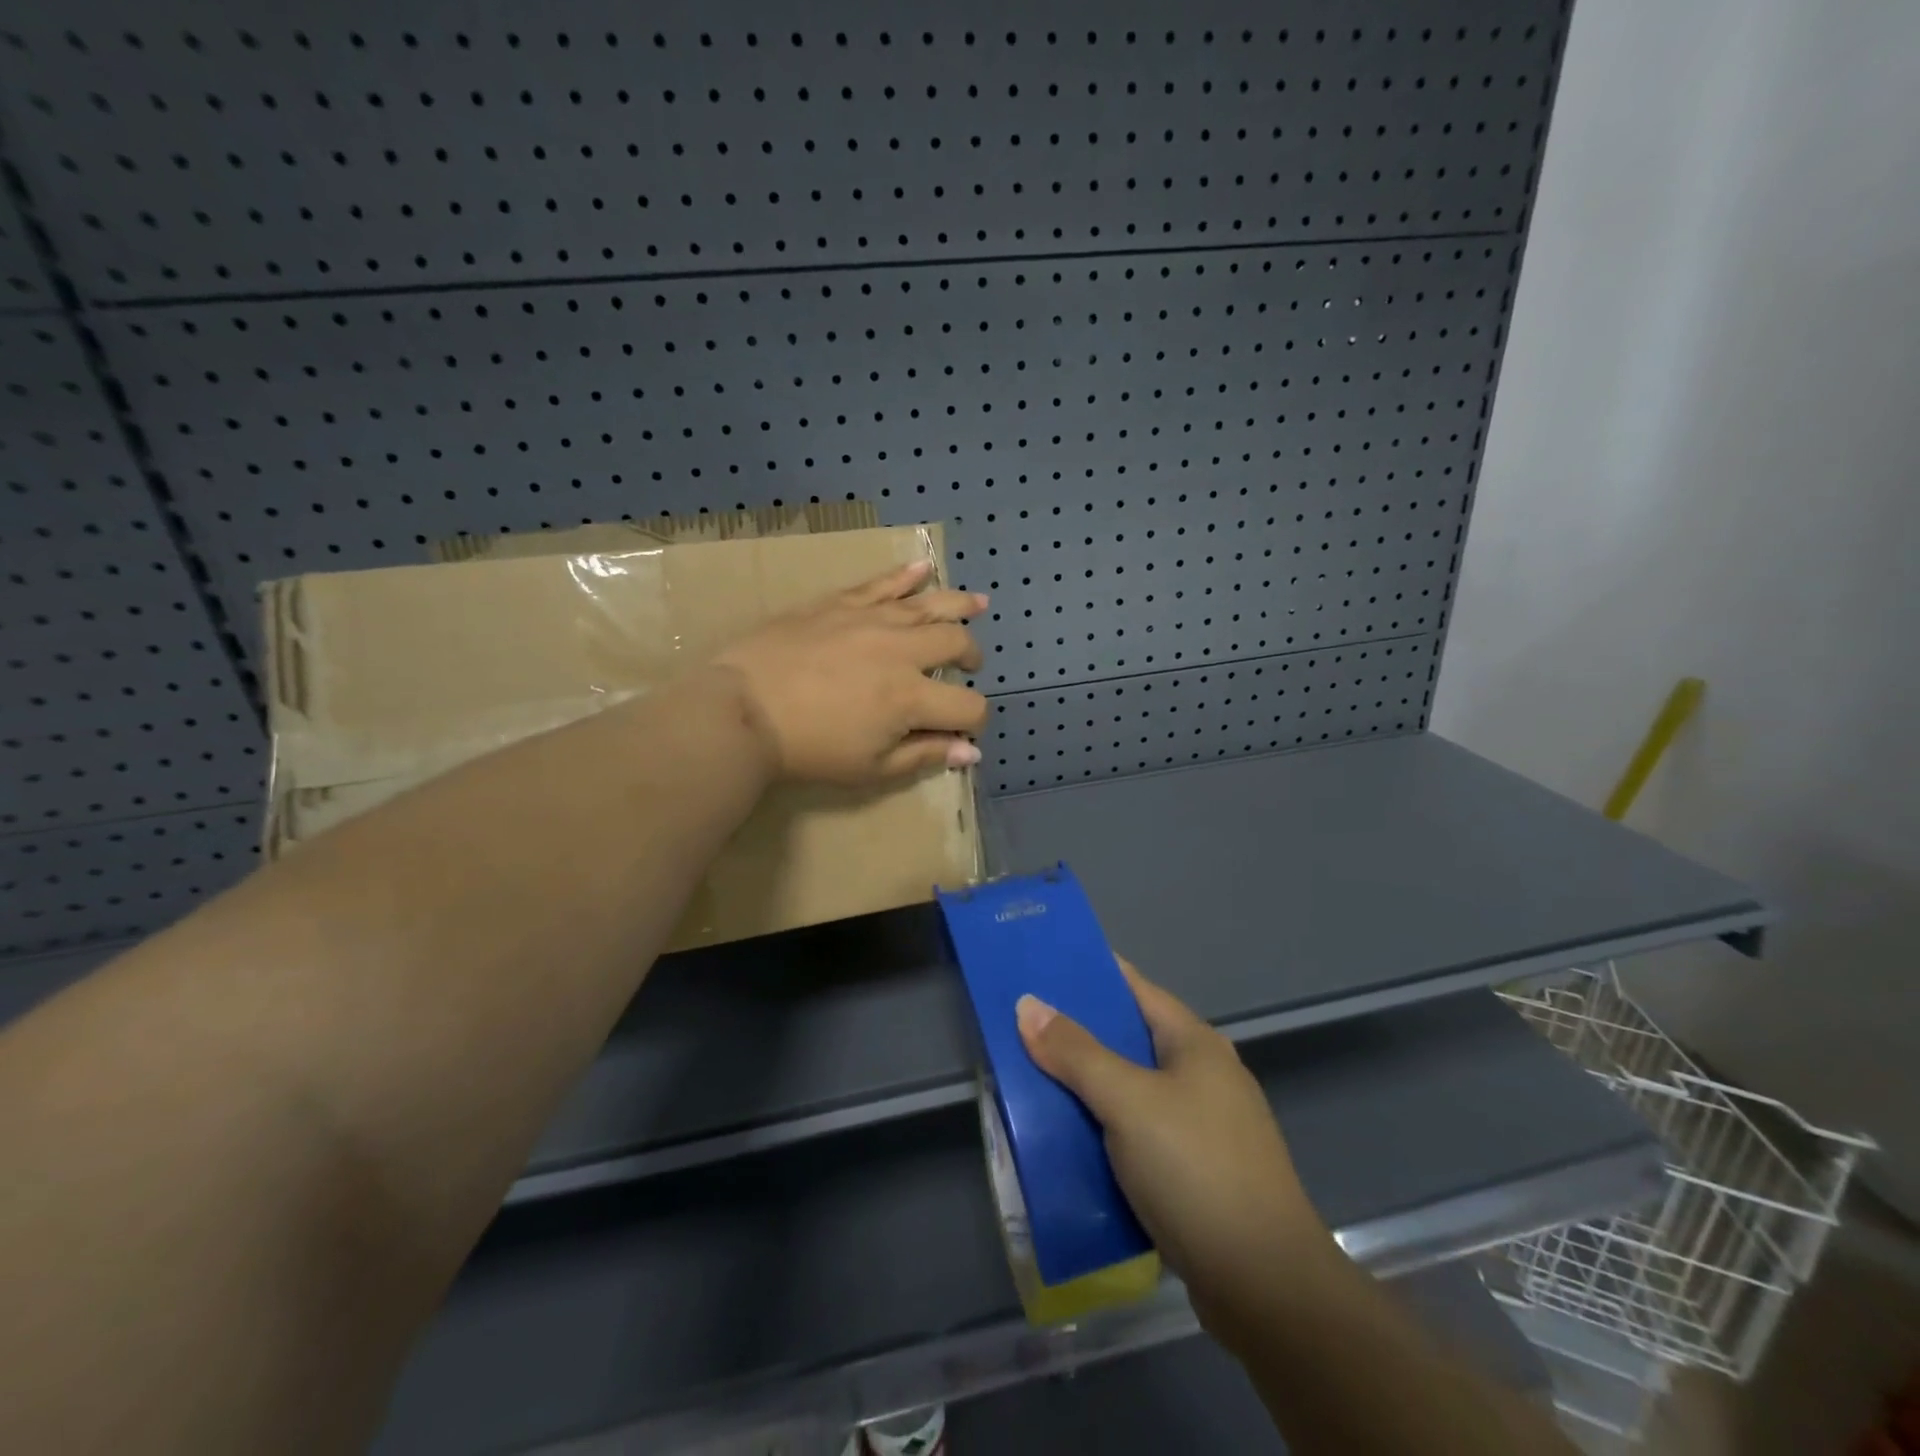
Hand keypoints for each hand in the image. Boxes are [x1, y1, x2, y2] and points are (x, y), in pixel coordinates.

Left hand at [712, 559, 989, 783]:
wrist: (743, 709)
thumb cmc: (808, 749)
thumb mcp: (870, 768)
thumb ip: (925, 755)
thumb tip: (971, 752)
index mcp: (912, 698)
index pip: (968, 706)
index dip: (974, 722)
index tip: (963, 731)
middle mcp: (903, 651)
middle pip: (956, 644)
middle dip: (971, 657)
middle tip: (968, 665)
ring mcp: (872, 620)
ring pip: (929, 604)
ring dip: (959, 605)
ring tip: (979, 604)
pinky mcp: (841, 603)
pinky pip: (882, 583)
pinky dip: (907, 575)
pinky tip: (923, 568)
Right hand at [1016, 959, 1334, 1344]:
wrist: (1267, 1288)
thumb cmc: (1197, 1171)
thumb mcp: (1128, 1102)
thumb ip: (1076, 1053)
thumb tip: (1028, 1004)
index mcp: (1195, 1043)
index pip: (1135, 988)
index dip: (1091, 974)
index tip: (1041, 968)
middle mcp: (1203, 1076)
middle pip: (1130, 1040)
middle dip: (1078, 1035)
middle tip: (1022, 1028)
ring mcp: (1204, 1127)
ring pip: (1131, 1091)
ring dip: (1087, 1088)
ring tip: (1032, 1081)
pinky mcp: (1197, 1173)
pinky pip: (1138, 1135)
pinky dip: (1104, 1131)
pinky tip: (1069, 1141)